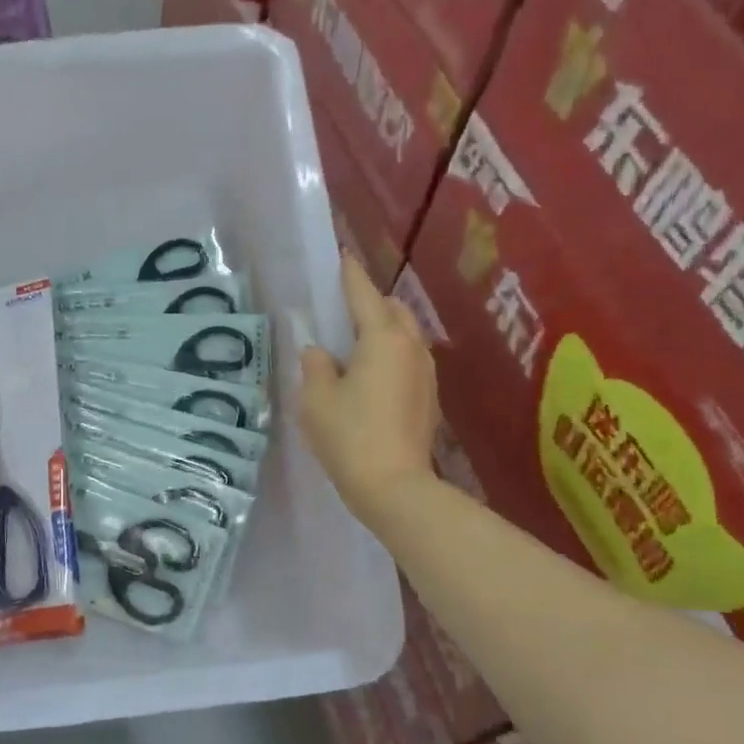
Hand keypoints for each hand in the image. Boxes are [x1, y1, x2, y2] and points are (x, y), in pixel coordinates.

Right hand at [299, 255, 439, 527]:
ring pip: (404, 337)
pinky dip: (389, 358)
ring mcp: (425, 373)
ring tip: (353, 348)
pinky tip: (369, 379)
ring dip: (381, 333)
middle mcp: (411, 347)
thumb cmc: (349, 436)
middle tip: (341, 313)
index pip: (363, 294)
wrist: (394, 487)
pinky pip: (407, 362)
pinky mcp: (428, 398)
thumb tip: (320, 352)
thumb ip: (315, 366)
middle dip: (369, 304)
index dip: (349, 275)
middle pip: (392, 311)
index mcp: (382, 338)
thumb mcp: (316, 399)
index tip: (341, 256)